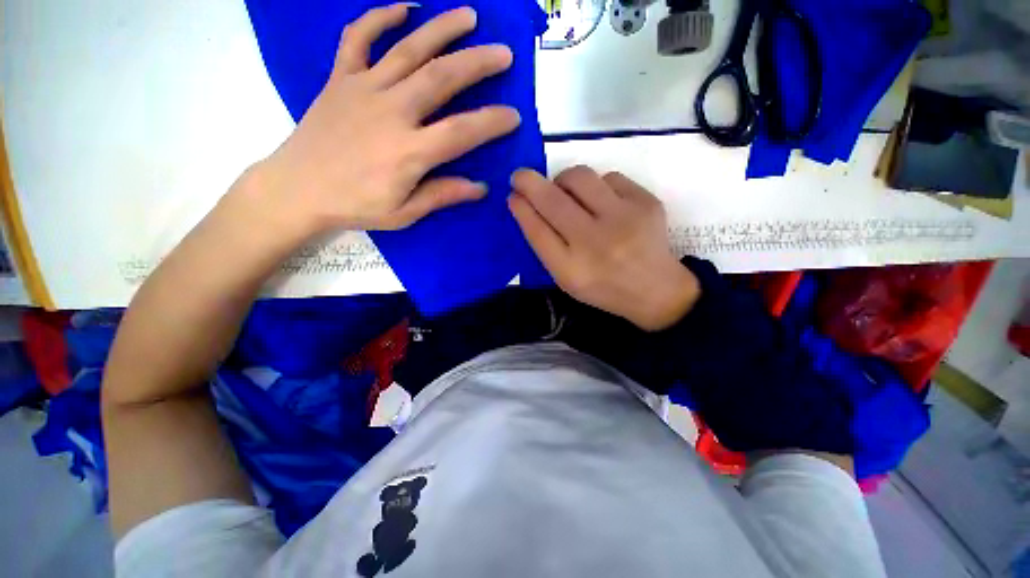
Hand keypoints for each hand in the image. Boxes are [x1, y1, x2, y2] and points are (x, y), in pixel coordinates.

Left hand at [252, 4, 520, 233]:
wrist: (298, 188)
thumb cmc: (355, 205)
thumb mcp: (404, 212)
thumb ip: (442, 195)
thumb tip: (480, 188)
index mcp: (409, 152)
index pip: (461, 132)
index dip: (491, 123)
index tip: (513, 116)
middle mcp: (391, 112)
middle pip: (441, 78)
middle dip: (477, 63)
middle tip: (503, 53)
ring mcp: (363, 89)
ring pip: (408, 49)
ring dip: (441, 29)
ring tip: (469, 16)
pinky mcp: (340, 79)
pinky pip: (358, 38)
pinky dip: (380, 18)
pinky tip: (403, 8)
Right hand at [509, 167, 699, 330]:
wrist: (655, 290)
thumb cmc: (603, 287)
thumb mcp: (567, 278)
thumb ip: (545, 245)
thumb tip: (526, 205)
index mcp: (572, 270)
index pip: (537, 229)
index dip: (521, 208)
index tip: (512, 194)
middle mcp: (595, 243)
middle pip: (553, 199)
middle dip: (529, 182)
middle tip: (521, 177)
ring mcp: (624, 219)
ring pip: (580, 177)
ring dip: (564, 180)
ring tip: (568, 194)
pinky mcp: (646, 202)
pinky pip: (609, 177)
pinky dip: (597, 186)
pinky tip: (602, 203)